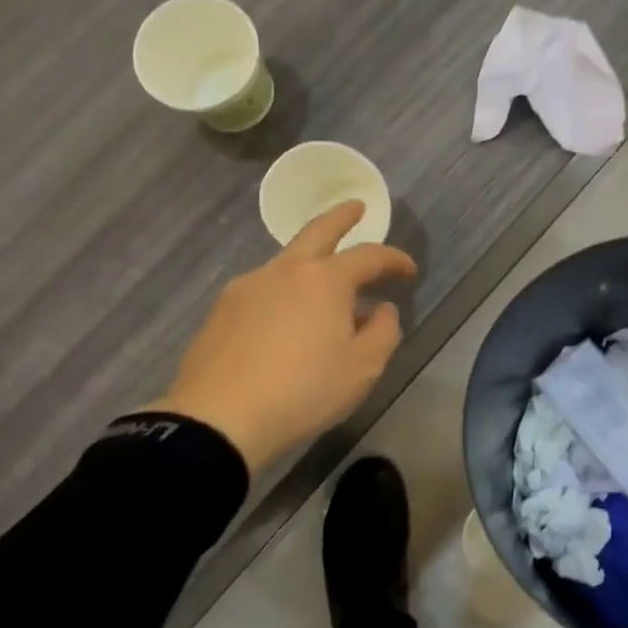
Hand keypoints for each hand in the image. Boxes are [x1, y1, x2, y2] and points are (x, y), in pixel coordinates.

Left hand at [147, 202, 415, 474]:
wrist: (219, 419)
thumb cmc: (302, 391)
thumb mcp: (362, 369)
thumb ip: (383, 332)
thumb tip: (381, 309)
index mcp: (324, 280)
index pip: (369, 256)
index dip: (394, 259)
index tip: (409, 271)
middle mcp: (284, 271)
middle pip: (318, 231)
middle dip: (341, 216)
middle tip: (356, 208)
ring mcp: (247, 287)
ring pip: (287, 263)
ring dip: (311, 265)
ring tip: (324, 293)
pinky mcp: (221, 310)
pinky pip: (263, 290)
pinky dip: (284, 293)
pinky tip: (284, 322)